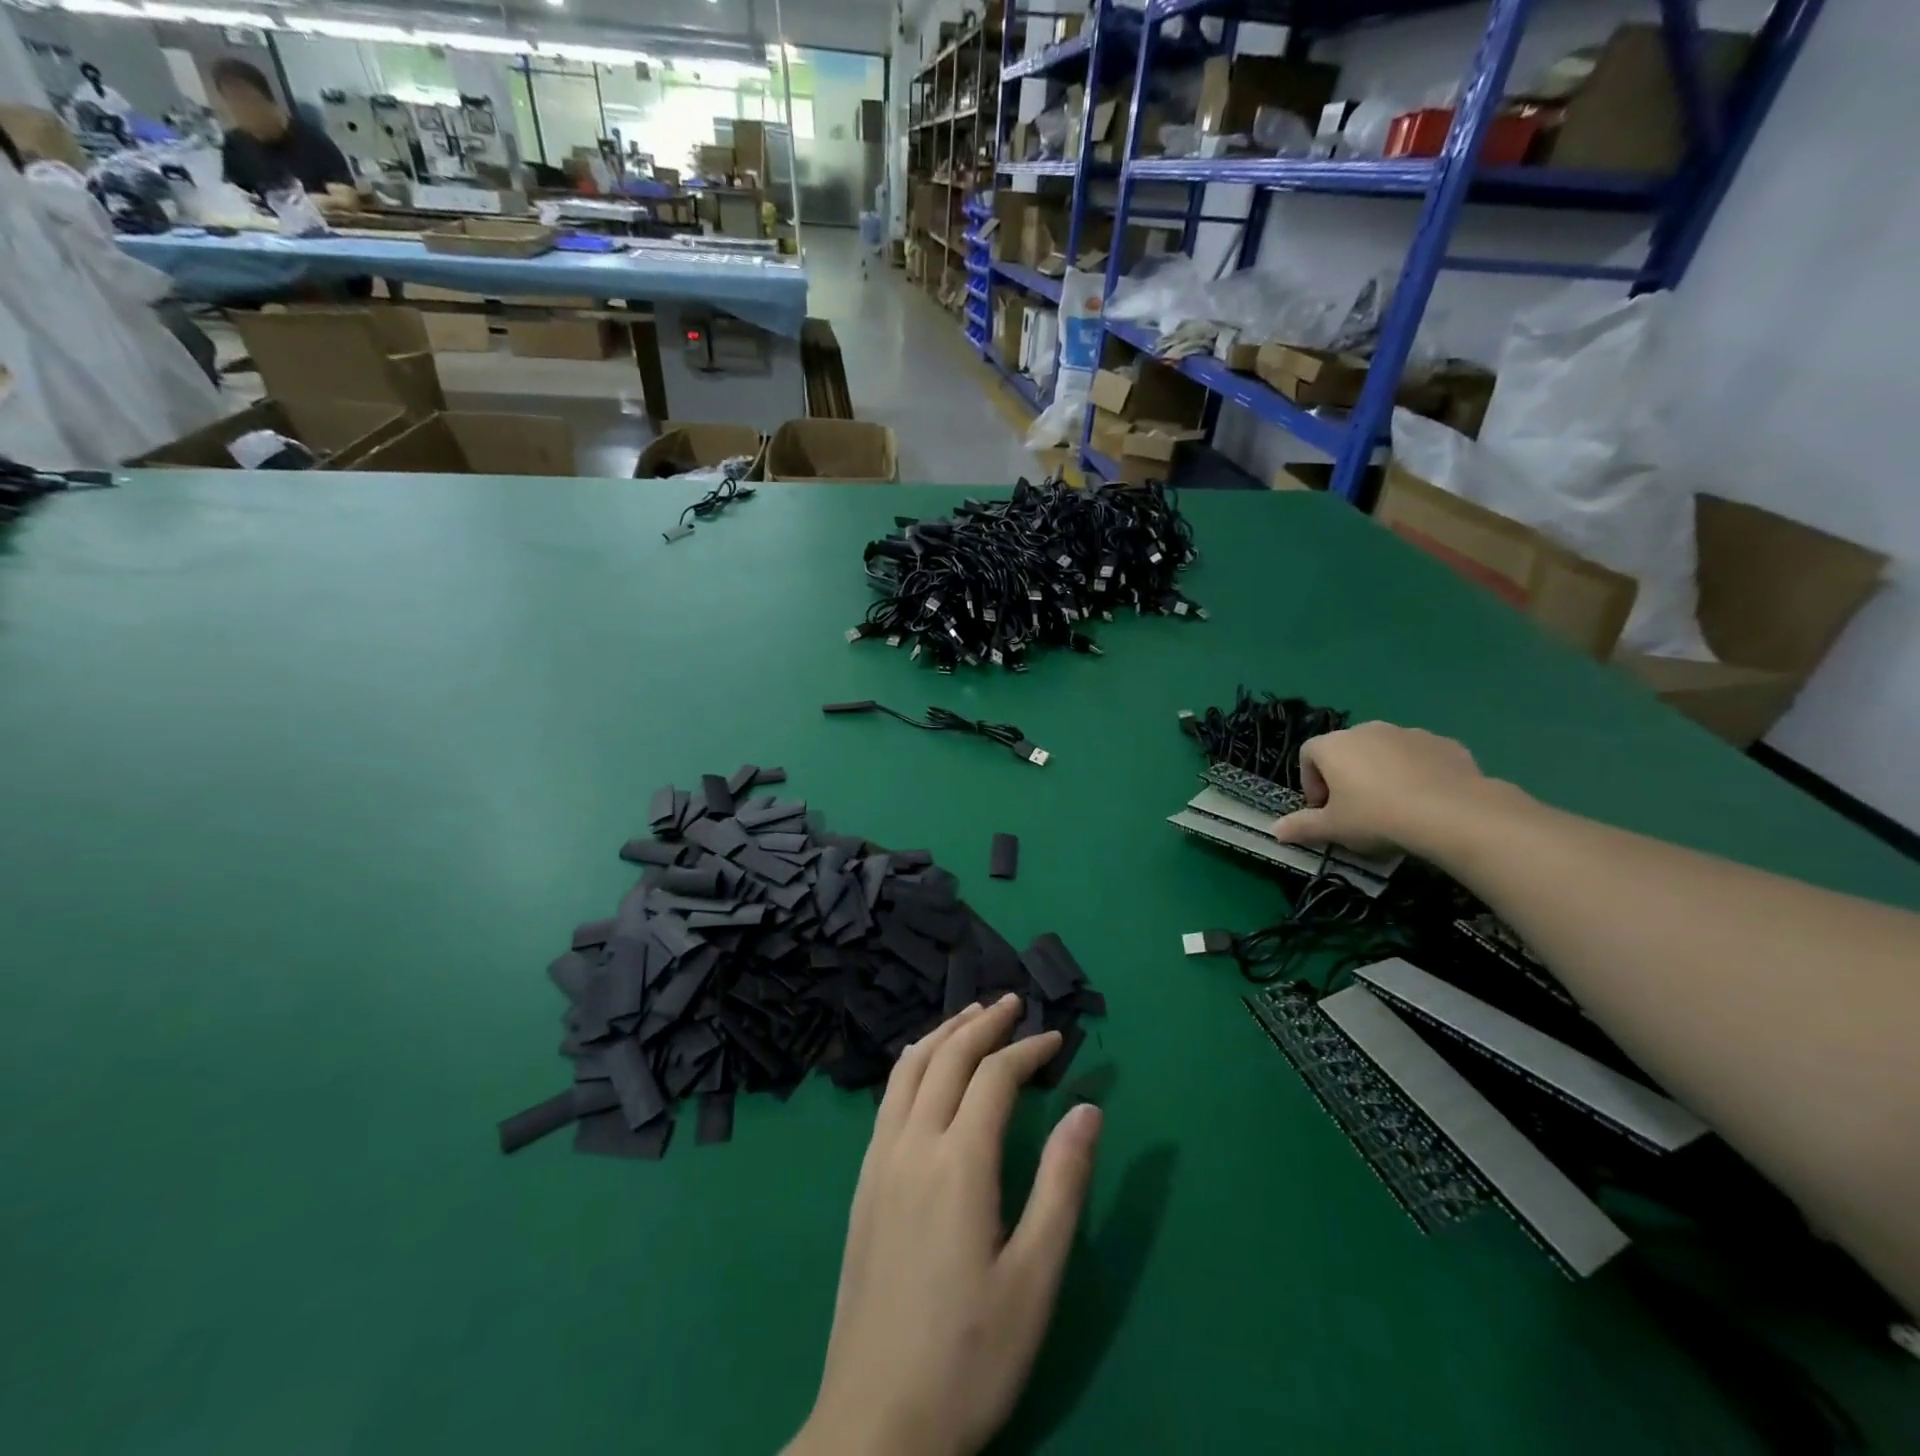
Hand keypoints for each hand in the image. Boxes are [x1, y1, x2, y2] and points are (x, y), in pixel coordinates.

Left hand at [788, 995, 1102, 1455]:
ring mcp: (879, 1162)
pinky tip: (925, 1070)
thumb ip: (1063, 1184)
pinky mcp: (863, 1184)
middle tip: (1012, 1003)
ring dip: (943, 1033)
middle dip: (982, 1022)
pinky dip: (914, 1063)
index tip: (1056, 1038)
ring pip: (909, 1069)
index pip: (994, 1077)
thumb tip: (1088, 1107)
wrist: (875, 1425)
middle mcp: (912, 1145)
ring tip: (970, 1017)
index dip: (1028, 1049)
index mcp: (957, 1163)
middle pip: (947, 1057)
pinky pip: (889, 1097)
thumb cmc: (969, 1356)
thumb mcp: (1035, 1278)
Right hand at [1271, 721, 1502, 858]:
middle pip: (1345, 750)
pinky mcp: (1443, 743)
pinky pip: (1419, 756)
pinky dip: (1416, 772)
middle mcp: (1366, 729)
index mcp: (1333, 745)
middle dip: (1346, 776)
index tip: (1323, 810)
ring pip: (1384, 751)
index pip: (1307, 755)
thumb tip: (1274, 831)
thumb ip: (1302, 827)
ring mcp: (1407, 732)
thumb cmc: (1377, 817)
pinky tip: (1425, 801)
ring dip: (1381, 773)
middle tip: (1356, 810)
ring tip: (1394, 807)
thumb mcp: (1334, 828)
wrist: (1452, 813)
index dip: (1310, 783)